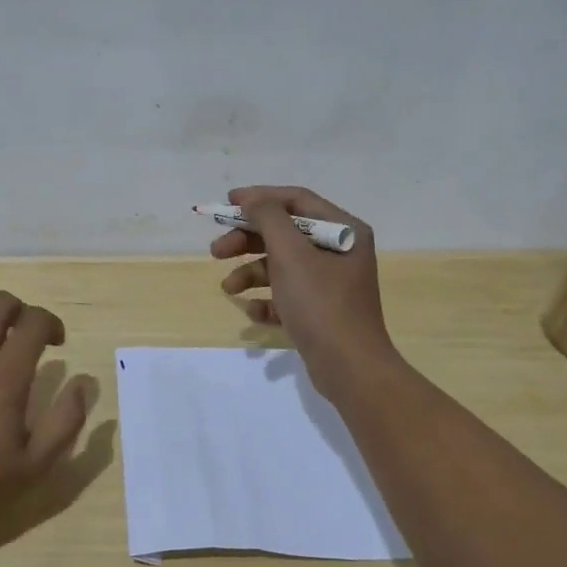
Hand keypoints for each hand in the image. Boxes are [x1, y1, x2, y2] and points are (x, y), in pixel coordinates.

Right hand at [213, 185, 401, 394]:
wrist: (350, 368)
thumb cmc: (321, 303)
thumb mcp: (291, 254)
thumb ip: (268, 218)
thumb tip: (252, 198)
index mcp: (343, 230)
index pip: (296, 201)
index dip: (259, 198)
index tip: (226, 204)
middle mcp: (340, 252)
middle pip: (285, 234)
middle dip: (247, 240)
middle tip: (216, 251)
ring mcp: (331, 283)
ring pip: (282, 266)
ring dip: (251, 273)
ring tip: (228, 289)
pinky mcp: (321, 311)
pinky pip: (288, 296)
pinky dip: (268, 300)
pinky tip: (254, 312)